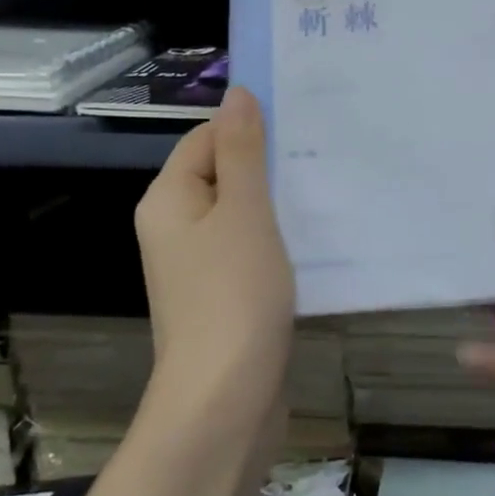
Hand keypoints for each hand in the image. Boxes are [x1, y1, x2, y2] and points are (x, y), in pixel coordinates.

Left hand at [134, 87, 295, 424]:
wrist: (225, 401)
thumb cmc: (233, 295)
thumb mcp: (244, 212)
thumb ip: (242, 151)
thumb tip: (238, 93)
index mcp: (168, 199)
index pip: (205, 138)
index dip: (248, 127)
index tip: (300, 123)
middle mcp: (174, 227)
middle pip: (222, 174)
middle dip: (268, 164)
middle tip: (322, 152)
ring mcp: (197, 266)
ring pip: (240, 214)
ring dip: (277, 202)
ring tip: (325, 188)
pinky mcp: (221, 295)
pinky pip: (248, 248)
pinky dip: (277, 238)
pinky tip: (314, 236)